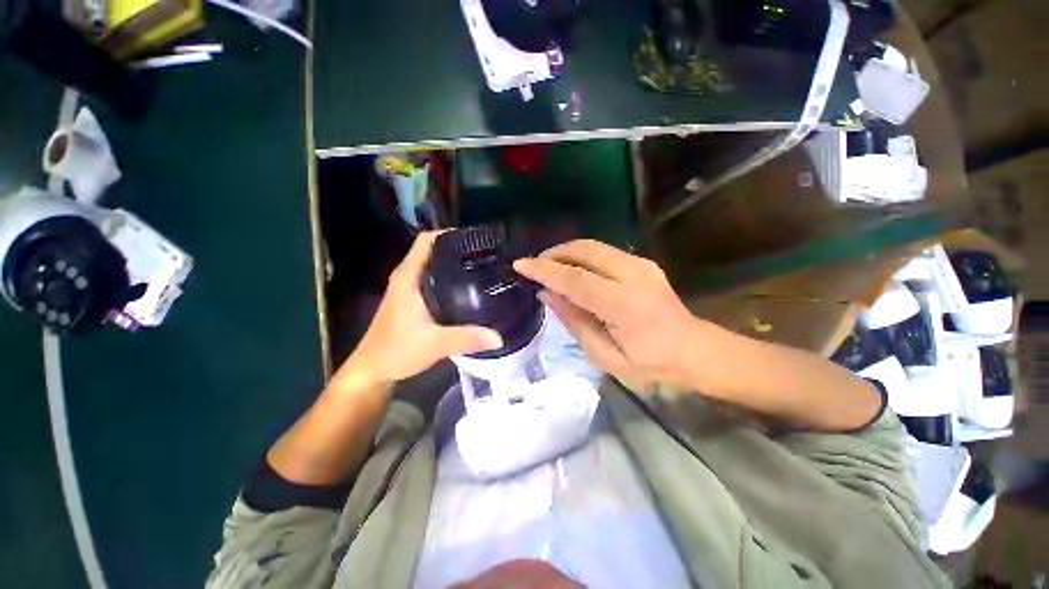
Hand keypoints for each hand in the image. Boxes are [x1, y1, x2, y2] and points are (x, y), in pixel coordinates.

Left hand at [340, 232, 503, 384]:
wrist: (373, 370)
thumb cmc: (397, 351)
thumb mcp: (435, 345)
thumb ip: (467, 339)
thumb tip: (499, 337)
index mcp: (408, 277)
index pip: (426, 241)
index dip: (448, 234)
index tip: (475, 239)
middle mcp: (406, 277)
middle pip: (432, 250)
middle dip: (457, 248)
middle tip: (485, 255)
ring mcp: (407, 288)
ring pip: (432, 264)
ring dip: (452, 262)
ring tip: (480, 267)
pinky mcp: (410, 299)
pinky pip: (431, 278)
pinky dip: (448, 276)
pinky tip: (466, 288)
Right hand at [514, 240, 707, 389]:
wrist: (694, 350)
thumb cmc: (649, 364)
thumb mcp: (605, 356)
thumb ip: (574, 321)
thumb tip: (547, 294)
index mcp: (624, 304)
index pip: (575, 279)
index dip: (545, 270)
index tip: (520, 265)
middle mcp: (634, 275)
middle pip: (585, 250)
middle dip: (554, 254)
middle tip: (534, 266)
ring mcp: (641, 264)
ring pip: (594, 246)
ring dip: (566, 252)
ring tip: (549, 267)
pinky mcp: (643, 262)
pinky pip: (603, 252)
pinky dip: (581, 256)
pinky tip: (573, 270)